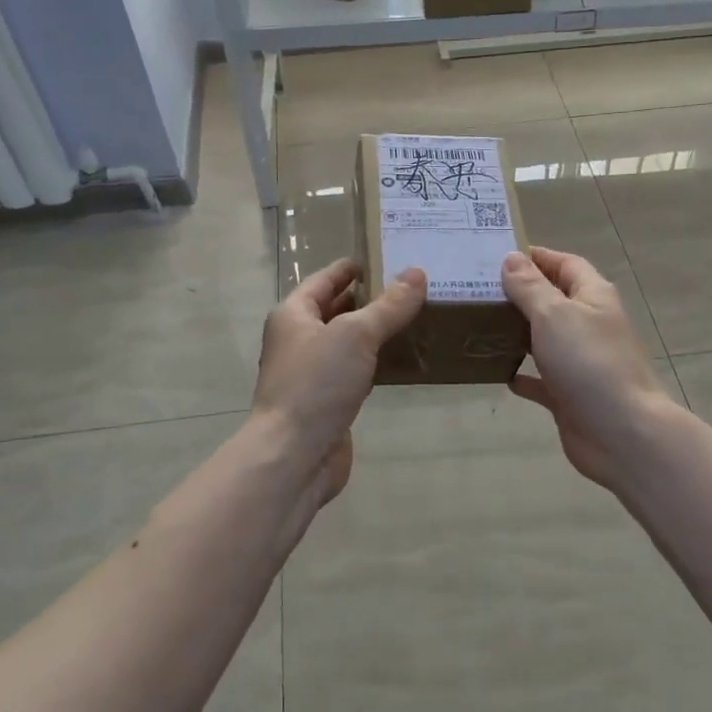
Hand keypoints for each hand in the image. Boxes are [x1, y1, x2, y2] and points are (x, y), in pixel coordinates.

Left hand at [253, 258, 425, 502]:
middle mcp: (298, 340)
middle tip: (411, 287)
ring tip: (414, 318)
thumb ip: (389, 306)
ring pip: (347, 343)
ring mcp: (312, 373)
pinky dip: (375, 363)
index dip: (352, 268)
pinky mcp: (327, 402)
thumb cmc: (317, 384)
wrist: (294, 455)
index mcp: (293, 315)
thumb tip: (417, 273)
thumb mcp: (356, 335)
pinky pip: (355, 372)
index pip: (325, 279)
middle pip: (336, 310)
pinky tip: (402, 360)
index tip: (384, 257)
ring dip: (375, 332)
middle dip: (369, 299)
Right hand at [502, 247, 677, 492]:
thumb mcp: (554, 315)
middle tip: (477, 289)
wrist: (622, 434)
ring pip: (544, 339)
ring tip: (479, 324)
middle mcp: (588, 325)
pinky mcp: (570, 395)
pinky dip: (522, 374)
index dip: (536, 257)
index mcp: (593, 297)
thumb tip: (511, 258)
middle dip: (519, 293)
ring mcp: (580, 362)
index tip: (497, 255)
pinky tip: (497, 371)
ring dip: (517, 332)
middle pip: (552, 300)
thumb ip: (530, 287)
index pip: (565, 263)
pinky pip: (541, 379)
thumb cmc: (589, 363)